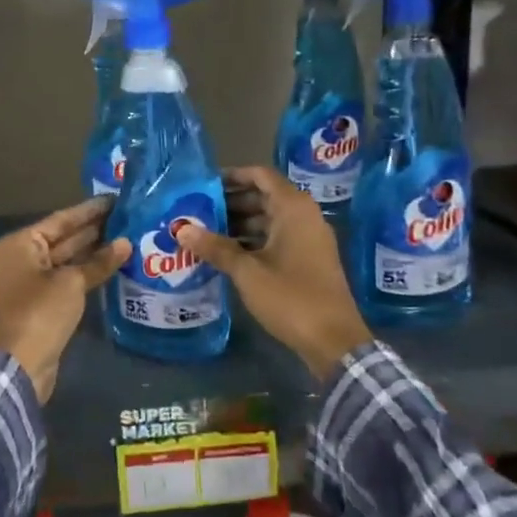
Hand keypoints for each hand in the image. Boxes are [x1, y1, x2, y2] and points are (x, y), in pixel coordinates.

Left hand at [0, 197, 130, 402]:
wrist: (23, 363)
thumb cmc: (41, 312)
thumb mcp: (72, 283)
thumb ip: (99, 261)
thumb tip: (126, 243)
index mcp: (19, 244)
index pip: (60, 220)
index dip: (89, 210)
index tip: (114, 199)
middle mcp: (20, 257)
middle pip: (62, 237)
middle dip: (93, 229)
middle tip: (126, 216)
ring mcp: (30, 280)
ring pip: (66, 258)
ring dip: (93, 250)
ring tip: (126, 235)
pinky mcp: (42, 301)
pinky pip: (67, 276)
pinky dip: (87, 270)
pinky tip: (113, 261)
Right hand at [177, 167, 373, 378]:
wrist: (334, 341)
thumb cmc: (290, 297)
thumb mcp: (247, 271)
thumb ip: (215, 247)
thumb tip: (181, 229)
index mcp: (294, 208)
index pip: (261, 176)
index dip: (233, 176)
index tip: (205, 184)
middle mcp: (304, 216)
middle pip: (264, 196)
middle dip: (231, 201)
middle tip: (198, 210)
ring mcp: (309, 239)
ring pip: (270, 219)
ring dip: (240, 222)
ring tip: (206, 232)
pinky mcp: (309, 259)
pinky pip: (277, 237)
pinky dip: (253, 240)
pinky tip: (227, 253)